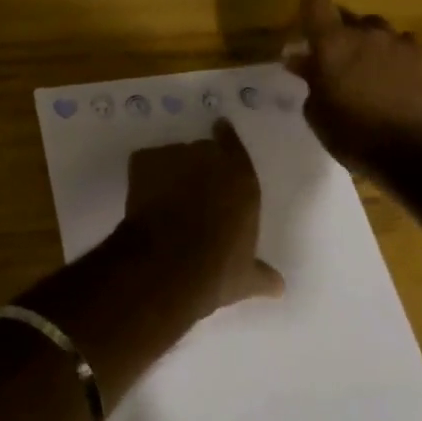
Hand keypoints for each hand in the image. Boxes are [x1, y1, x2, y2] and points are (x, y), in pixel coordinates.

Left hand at [123, 120, 283, 318]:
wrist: (167, 263)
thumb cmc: (217, 268)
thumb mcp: (246, 277)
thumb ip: (263, 275)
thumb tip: (279, 286)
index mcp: (240, 177)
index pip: (234, 144)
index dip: (226, 139)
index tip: (220, 134)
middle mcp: (208, 156)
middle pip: (202, 150)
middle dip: (198, 166)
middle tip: (192, 190)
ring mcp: (174, 154)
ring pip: (172, 157)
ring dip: (171, 171)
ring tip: (164, 198)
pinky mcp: (143, 159)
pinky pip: (145, 163)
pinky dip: (144, 176)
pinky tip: (143, 199)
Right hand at [284, 0, 421, 167]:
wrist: (413, 153)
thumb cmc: (352, 133)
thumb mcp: (317, 111)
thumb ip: (309, 79)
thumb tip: (300, 60)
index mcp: (332, 42)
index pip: (315, 2)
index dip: (310, 13)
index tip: (307, 32)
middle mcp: (364, 33)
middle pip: (348, 17)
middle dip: (340, 34)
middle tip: (336, 60)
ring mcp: (397, 42)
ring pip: (377, 29)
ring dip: (369, 43)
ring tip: (368, 69)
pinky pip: (403, 44)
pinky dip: (396, 55)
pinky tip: (395, 77)